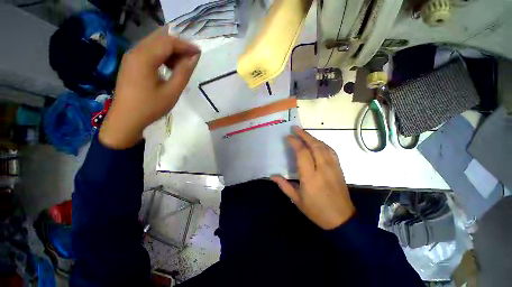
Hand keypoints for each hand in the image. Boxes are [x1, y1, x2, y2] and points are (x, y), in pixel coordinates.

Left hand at [99, 27, 200, 148]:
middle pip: (160, 38)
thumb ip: (183, 72)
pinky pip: (148, 51)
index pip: (168, 42)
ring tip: (181, 64)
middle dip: (178, 45)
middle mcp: (135, 51)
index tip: (199, 53)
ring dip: (170, 50)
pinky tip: (168, 67)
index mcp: (144, 58)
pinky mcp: (131, 63)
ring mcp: (131, 56)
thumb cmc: (150, 107)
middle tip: (191, 57)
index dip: (185, 45)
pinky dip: (161, 55)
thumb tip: (194, 57)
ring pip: (154, 43)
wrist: (126, 119)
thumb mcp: (172, 91)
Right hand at [271, 126, 354, 229]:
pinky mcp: (339, 169)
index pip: (302, 153)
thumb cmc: (316, 211)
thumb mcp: (297, 200)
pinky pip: (331, 151)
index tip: (288, 137)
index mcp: (310, 177)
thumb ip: (284, 186)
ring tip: (304, 133)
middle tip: (295, 128)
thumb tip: (272, 176)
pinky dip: (323, 144)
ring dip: (313, 138)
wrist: (342, 219)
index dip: (295, 143)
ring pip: (323, 147)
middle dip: (304, 135)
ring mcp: (333, 168)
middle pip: (314, 146)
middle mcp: (322, 169)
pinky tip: (318, 142)